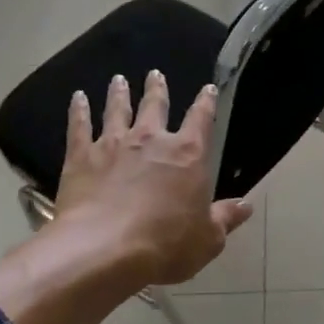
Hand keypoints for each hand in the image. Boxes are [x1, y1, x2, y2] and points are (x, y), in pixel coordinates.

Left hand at [53, 70, 254, 288]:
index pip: (201, 119)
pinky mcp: (82, 157)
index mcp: (188, 154)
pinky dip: (78, 110)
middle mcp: (151, 140)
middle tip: (155, 74)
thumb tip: (246, 205)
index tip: (208, 89)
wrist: (103, 249)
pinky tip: (77, 98)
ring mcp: (113, 144)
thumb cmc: (165, 245)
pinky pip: (79, 127)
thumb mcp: (208, 239)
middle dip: (157, 89)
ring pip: (117, 110)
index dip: (206, 102)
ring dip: (119, 93)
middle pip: (155, 105)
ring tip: (118, 80)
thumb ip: (225, 218)